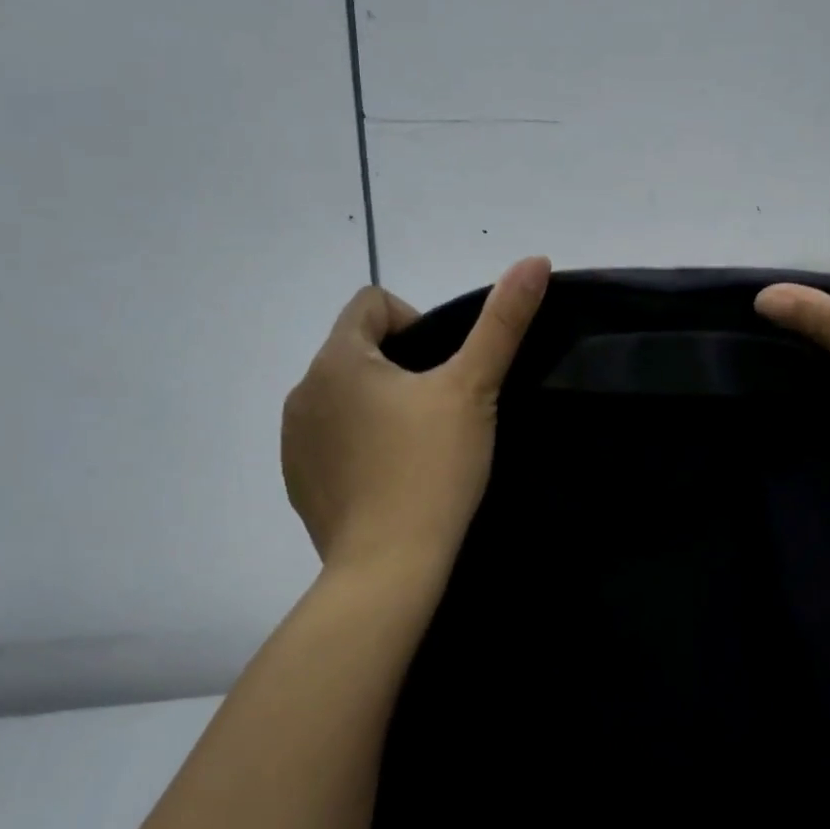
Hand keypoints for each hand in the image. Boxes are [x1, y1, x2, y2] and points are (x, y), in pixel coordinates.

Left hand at [281, 257, 550, 570]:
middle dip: (400, 366)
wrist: (388, 568)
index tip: (442, 371)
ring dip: (378, 403)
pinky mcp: (297, 479)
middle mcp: (303, 391)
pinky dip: (359, 442)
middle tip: (440, 410)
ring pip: (345, 395)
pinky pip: (331, 437)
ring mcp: (294, 439)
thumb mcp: (474, 388)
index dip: (414, 322)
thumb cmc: (432, 468)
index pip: (371, 303)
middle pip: (358, 349)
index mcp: (338, 359)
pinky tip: (391, 476)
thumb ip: (503, 321)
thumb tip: (535, 260)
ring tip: (418, 445)